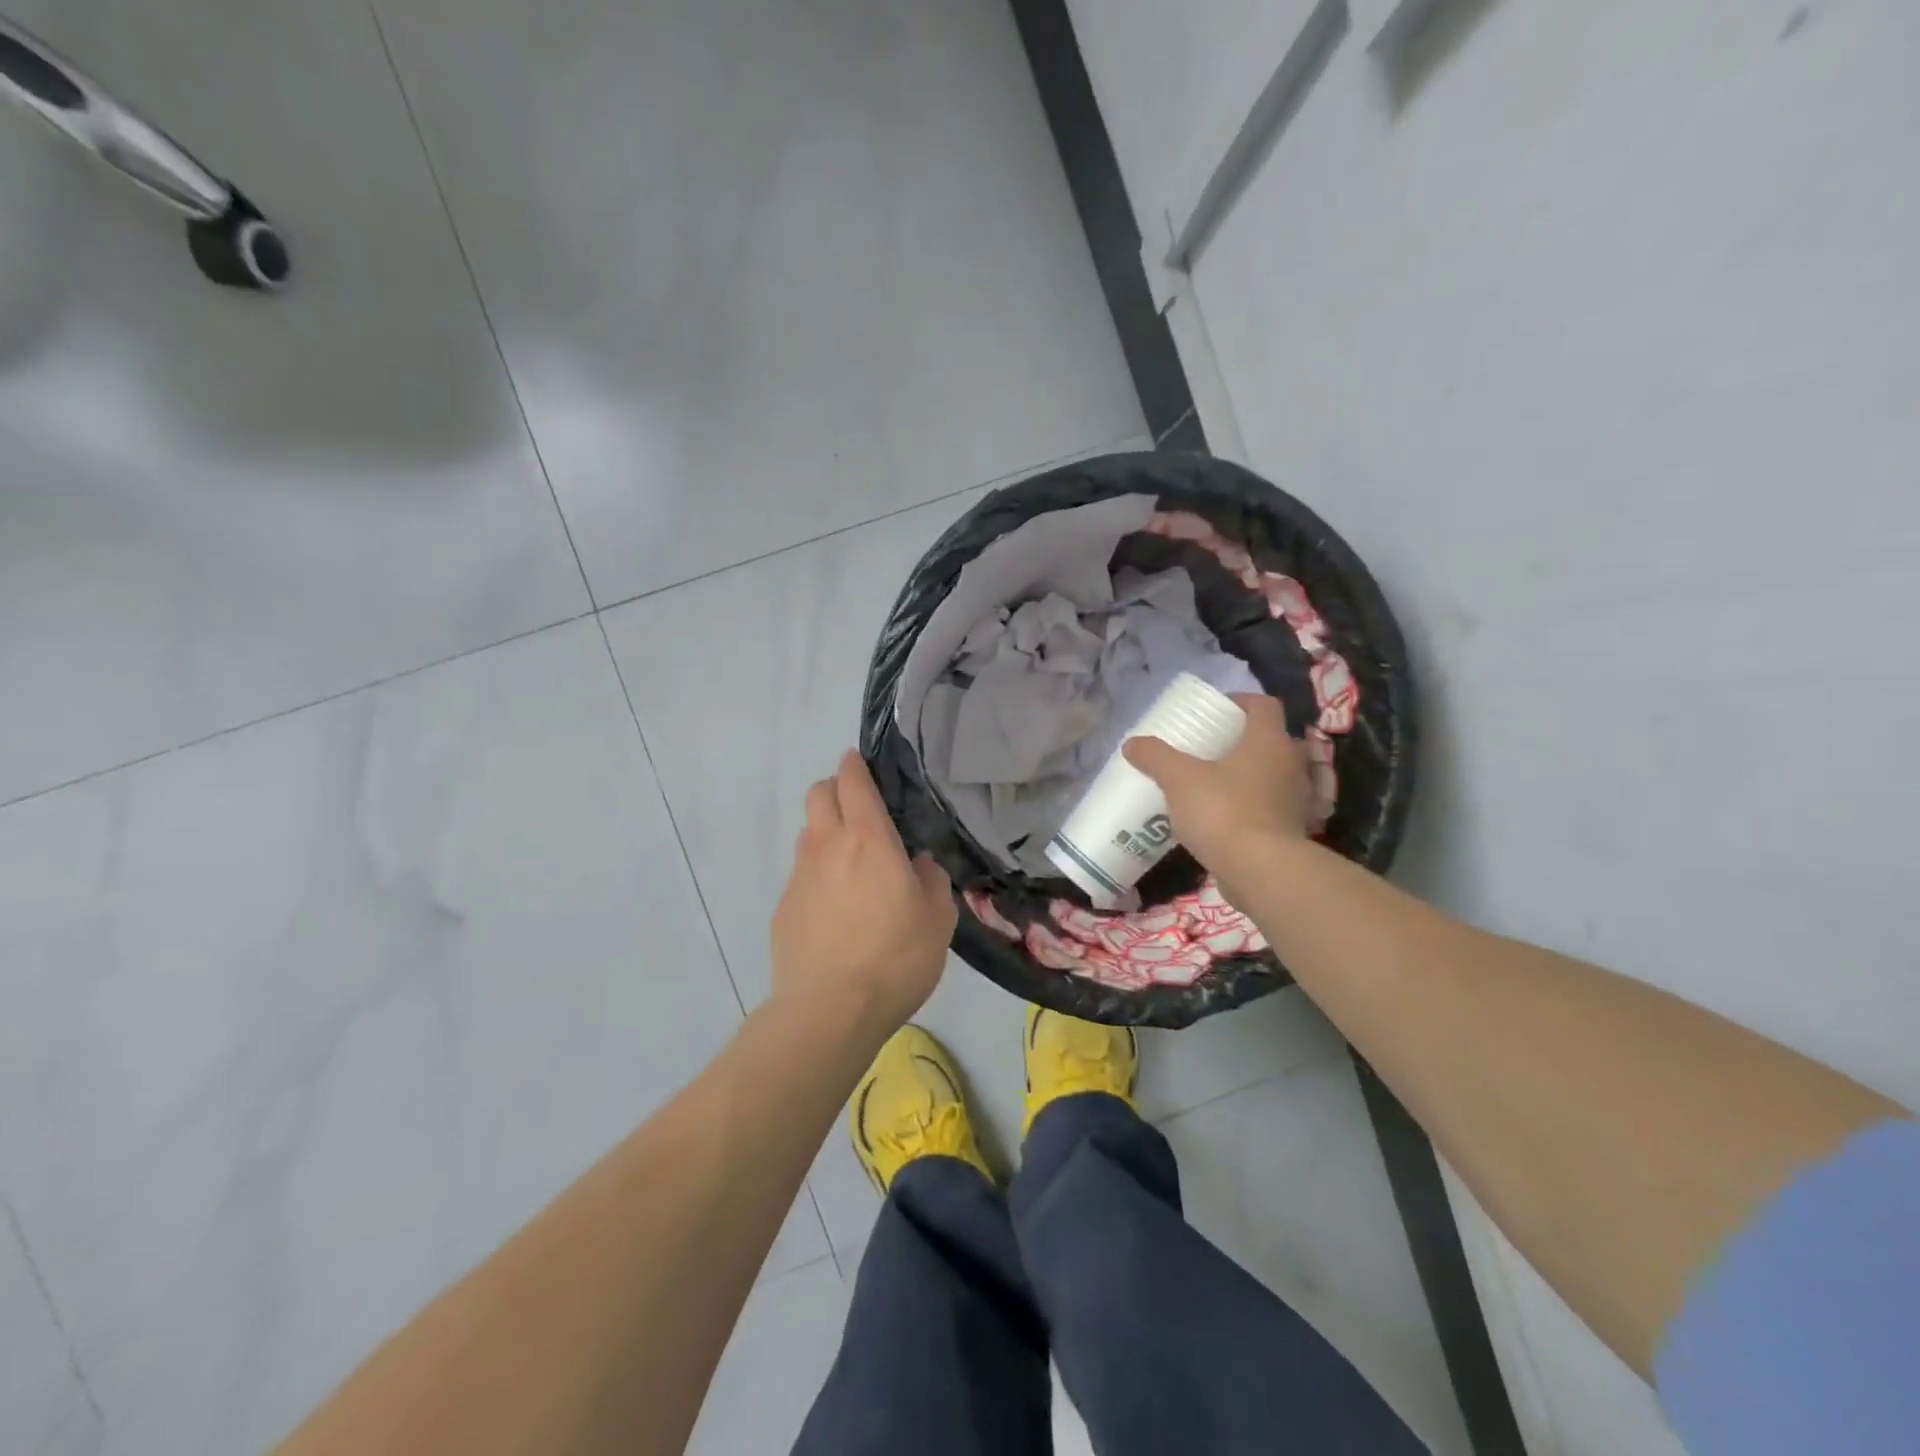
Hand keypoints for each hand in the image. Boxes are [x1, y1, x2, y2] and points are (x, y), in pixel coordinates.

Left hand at [771, 751, 955, 1039]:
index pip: (853, 781)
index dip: (855, 765)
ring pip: (808, 832)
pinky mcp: (783, 906)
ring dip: (826, 832)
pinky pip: (801, 873)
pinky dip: (817, 874)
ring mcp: (800, 875)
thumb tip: (917, 864)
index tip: (861, 763)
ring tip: (850, 864)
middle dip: (835, 789)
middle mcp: (827, 846)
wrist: (829, 1010)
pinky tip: (834, 909)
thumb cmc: (894, 958)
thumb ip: (931, 880)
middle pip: (818, 793)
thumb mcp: (937, 919)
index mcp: (869, 840)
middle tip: (860, 811)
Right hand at [1122, 694, 1309, 874]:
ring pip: (1272, 775)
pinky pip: (1270, 807)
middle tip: (1211, 747)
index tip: (1217, 710)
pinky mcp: (1291, 831)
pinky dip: (1251, 806)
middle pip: (1271, 740)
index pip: (1264, 705)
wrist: (1262, 871)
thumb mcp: (1179, 779)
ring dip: (1248, 775)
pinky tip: (1223, 816)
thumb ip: (1156, 757)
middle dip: (1243, 740)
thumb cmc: (1224, 811)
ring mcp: (1296, 800)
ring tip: (1214, 783)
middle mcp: (1290, 765)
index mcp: (1269, 742)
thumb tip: (1132, 743)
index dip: (1241, 701)